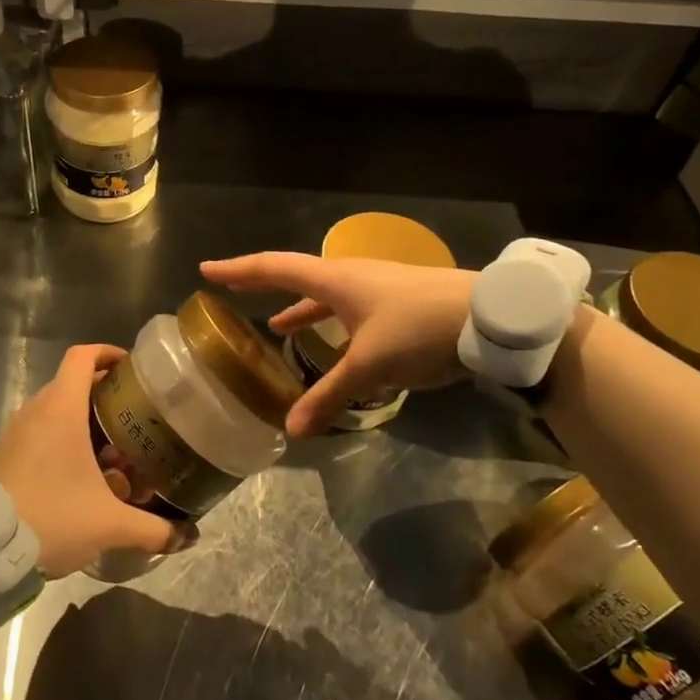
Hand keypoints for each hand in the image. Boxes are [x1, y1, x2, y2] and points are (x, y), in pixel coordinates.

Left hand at [0, 344, 183, 576]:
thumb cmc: (51, 518)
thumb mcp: (109, 525)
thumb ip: (152, 529)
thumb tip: (186, 536)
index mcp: (61, 410)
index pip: (82, 357)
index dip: (107, 353)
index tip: (130, 368)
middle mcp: (35, 412)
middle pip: (72, 384)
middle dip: (104, 396)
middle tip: (133, 418)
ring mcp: (14, 434)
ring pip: (54, 411)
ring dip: (82, 422)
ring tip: (111, 452)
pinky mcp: (3, 456)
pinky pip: (37, 434)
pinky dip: (60, 442)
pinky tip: (78, 477)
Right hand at [200, 254, 477, 436]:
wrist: (491, 316)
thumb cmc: (419, 328)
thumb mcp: (371, 367)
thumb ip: (330, 396)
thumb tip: (292, 430)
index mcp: (335, 279)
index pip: (273, 268)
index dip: (238, 270)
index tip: (207, 269)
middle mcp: (351, 277)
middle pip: (296, 276)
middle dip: (263, 285)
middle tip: (233, 290)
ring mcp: (377, 288)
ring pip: (326, 297)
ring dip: (300, 311)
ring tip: (279, 329)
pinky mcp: (398, 303)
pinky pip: (350, 311)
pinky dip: (333, 326)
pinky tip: (338, 349)